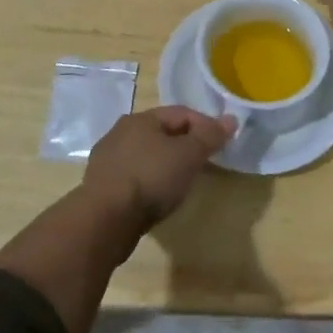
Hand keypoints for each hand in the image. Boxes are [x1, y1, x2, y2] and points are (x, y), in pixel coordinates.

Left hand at [81, 106, 234, 226]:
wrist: (106, 219)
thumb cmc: (151, 178)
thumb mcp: (188, 155)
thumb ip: (209, 136)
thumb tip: (231, 119)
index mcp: (141, 118)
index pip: (181, 113)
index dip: (206, 125)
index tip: (222, 144)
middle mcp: (120, 132)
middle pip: (162, 132)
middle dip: (185, 144)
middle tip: (204, 162)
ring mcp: (107, 159)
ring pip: (146, 154)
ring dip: (166, 163)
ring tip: (182, 181)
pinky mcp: (102, 185)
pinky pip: (134, 175)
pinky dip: (150, 180)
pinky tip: (157, 196)